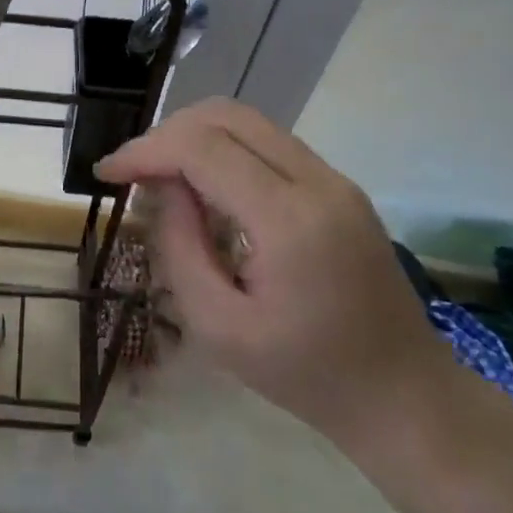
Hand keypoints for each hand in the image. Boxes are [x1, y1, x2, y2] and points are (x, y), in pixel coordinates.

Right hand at [97, 98, 455, 448]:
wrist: (405, 396)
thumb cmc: (307, 376)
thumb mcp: (219, 328)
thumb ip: (179, 248)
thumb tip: (161, 188)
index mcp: (290, 221)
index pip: (202, 148)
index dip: (145, 150)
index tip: (107, 173)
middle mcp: (318, 182)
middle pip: (226, 116)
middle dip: (167, 134)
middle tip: (133, 173)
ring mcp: (335, 180)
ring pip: (248, 121)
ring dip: (194, 137)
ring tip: (162, 178)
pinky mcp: (338, 187)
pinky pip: (268, 144)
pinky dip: (224, 150)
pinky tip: (205, 189)